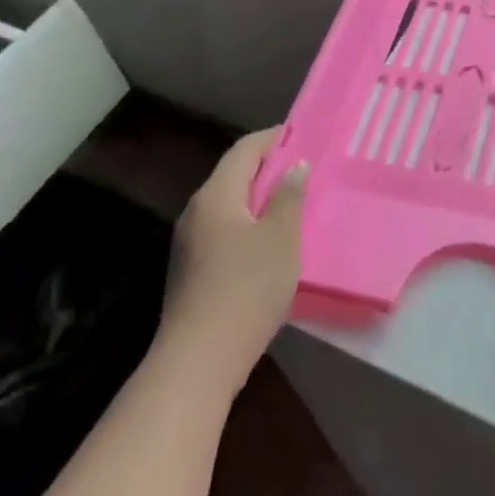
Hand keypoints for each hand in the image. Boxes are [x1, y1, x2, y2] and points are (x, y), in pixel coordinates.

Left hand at [164, 128, 307, 394]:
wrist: (198, 361)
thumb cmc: (246, 288)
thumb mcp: (281, 238)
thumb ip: (289, 197)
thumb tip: (295, 166)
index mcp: (215, 195)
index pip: (244, 150)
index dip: (274, 138)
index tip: (302, 134)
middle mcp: (196, 212)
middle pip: (234, 176)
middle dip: (268, 168)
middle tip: (305, 169)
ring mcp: (189, 244)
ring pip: (229, 206)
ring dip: (260, 199)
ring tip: (294, 203)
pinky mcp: (192, 272)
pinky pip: (224, 231)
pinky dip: (249, 225)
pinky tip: (271, 243)